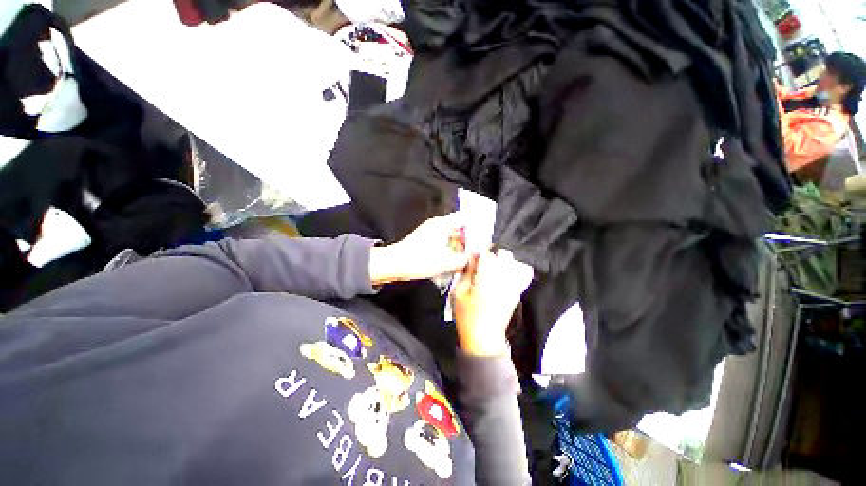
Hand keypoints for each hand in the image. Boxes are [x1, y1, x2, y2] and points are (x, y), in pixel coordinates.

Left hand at [368, 213, 468, 284]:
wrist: (396, 265)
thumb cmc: (418, 260)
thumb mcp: (446, 262)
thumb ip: (463, 260)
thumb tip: (473, 259)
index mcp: (442, 224)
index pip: (465, 219)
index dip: (476, 227)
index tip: (482, 237)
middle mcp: (437, 225)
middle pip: (459, 228)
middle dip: (468, 240)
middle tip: (475, 252)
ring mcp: (430, 232)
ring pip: (451, 236)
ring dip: (458, 246)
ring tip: (464, 258)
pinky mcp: (426, 240)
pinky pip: (443, 242)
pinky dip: (449, 249)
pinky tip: (452, 260)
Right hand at [452, 250, 533, 356]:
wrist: (483, 337)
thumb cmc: (467, 315)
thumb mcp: (459, 292)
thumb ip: (467, 272)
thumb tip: (472, 257)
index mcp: (486, 277)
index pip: (488, 253)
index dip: (480, 253)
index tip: (474, 257)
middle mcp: (503, 278)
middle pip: (505, 254)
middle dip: (494, 255)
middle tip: (484, 263)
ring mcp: (513, 285)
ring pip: (515, 263)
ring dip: (504, 262)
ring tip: (494, 269)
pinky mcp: (517, 293)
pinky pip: (522, 275)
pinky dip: (515, 270)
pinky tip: (503, 277)